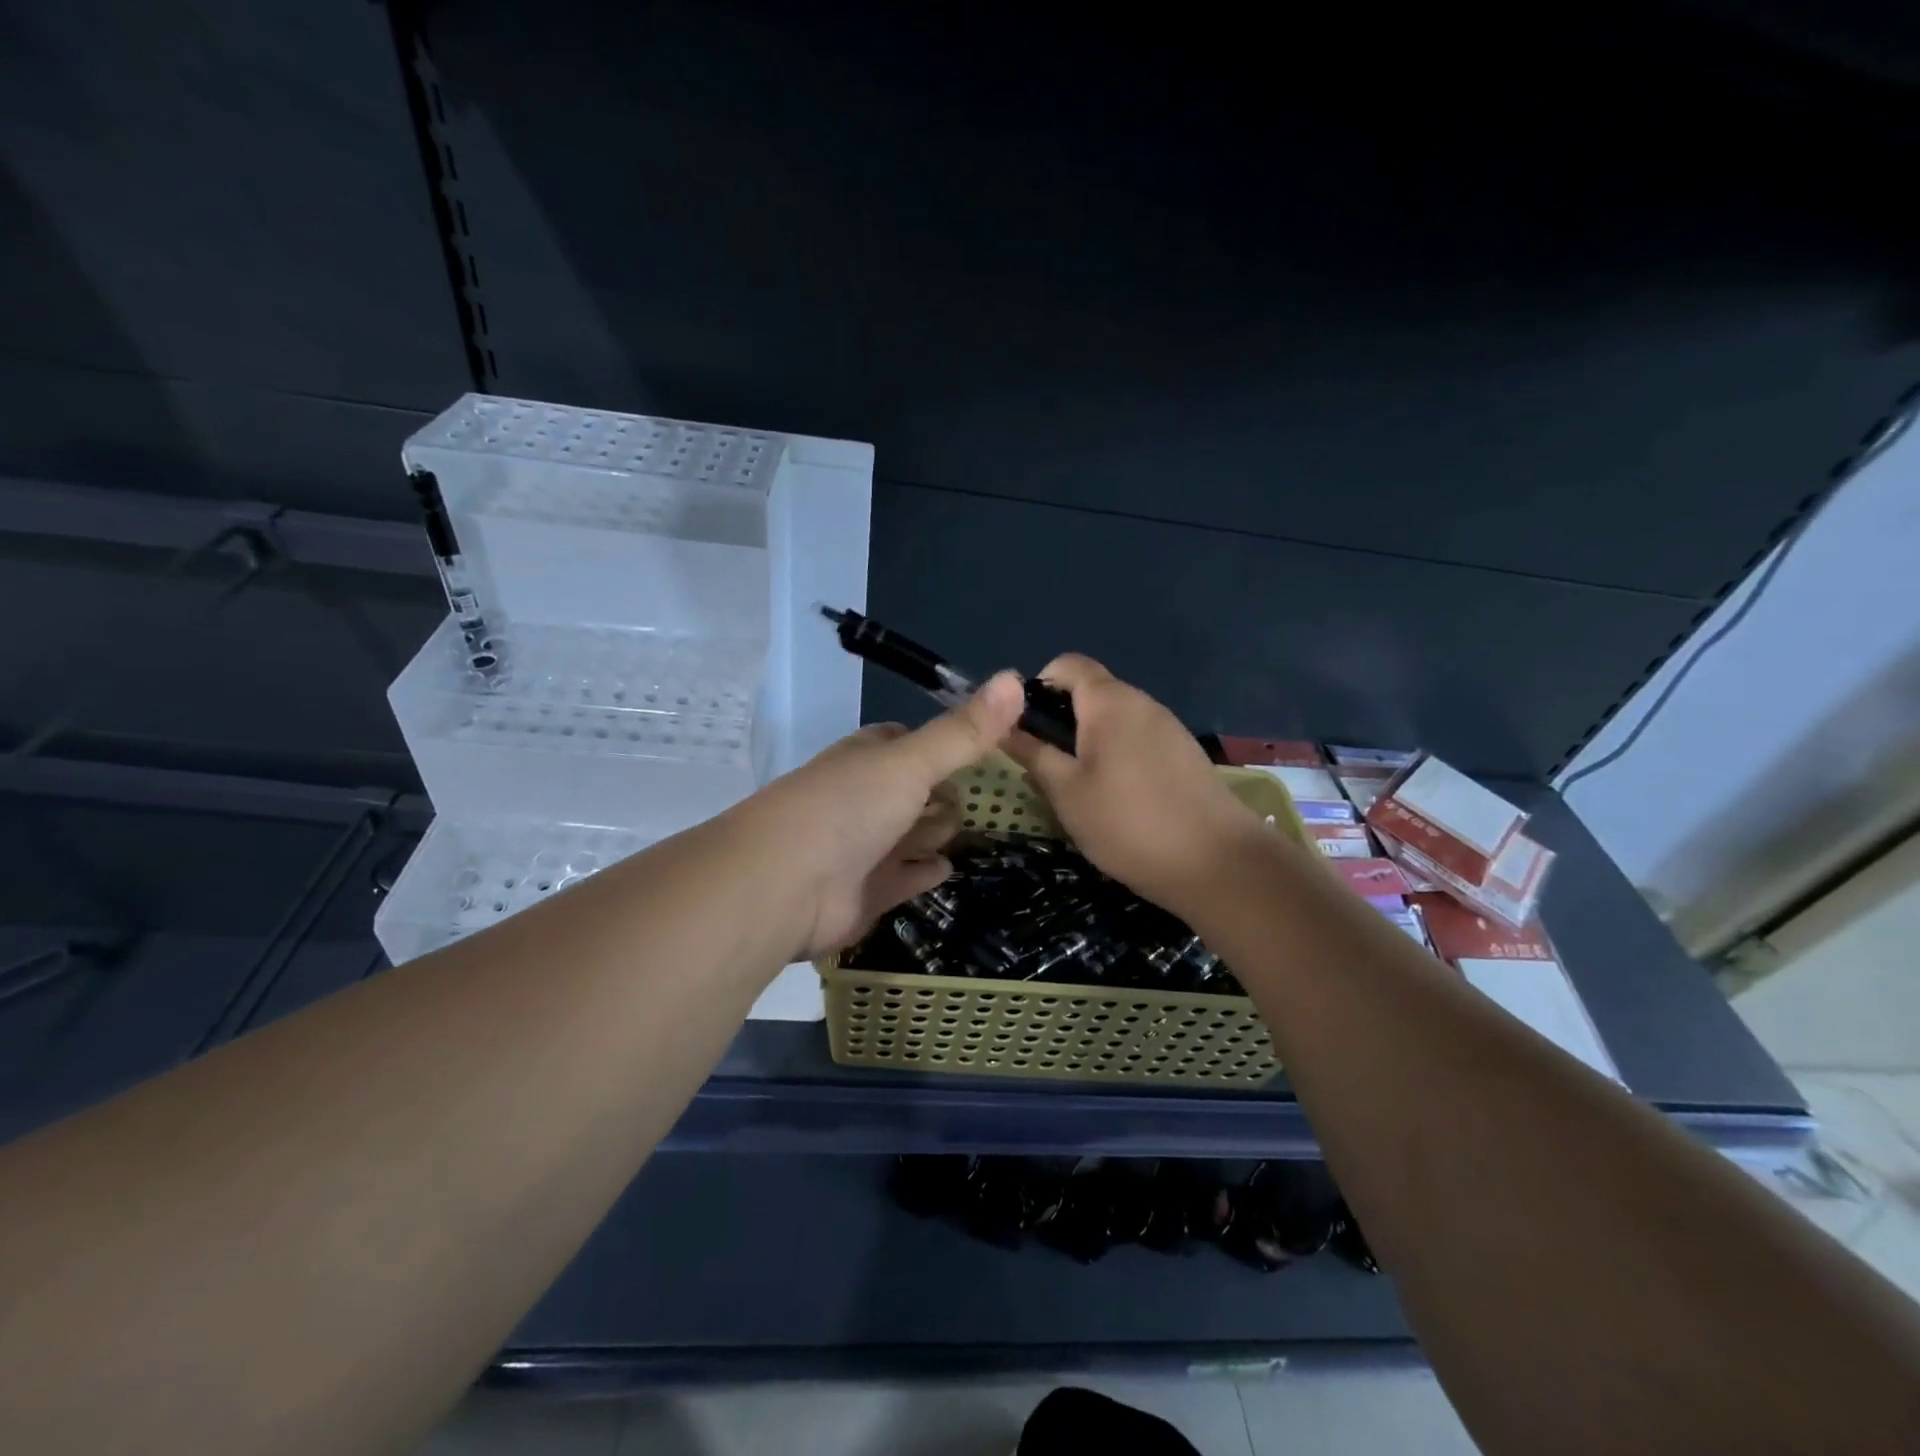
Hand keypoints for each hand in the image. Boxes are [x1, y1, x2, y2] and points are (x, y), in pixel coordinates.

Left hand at [741, 671, 1026, 958]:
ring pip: (911, 834)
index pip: (909, 741)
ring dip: (935, 831)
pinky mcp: (866, 893)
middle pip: (914, 791)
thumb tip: (1016, 677)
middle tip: (990, 796)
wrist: (783, 887)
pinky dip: (924, 872)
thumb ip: (964, 731)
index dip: (945, 742)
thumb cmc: (847, 809)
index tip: (988, 746)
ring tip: (972, 829)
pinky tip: (946, 867)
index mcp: (868, 758)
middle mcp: (864, 798)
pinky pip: (905, 878)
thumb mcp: (911, 762)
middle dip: (945, 792)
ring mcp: (863, 847)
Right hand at [1002, 654, 1262, 914]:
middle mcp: (1142, 702)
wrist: (1218, 864)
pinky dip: (1116, 756)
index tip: (1023, 726)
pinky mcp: (1184, 755)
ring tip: (1076, 787)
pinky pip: (1138, 740)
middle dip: (1061, 720)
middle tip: (1043, 764)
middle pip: (1091, 692)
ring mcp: (1168, 728)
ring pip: (1115, 720)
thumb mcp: (1067, 792)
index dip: (1038, 685)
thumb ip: (1033, 754)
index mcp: (1110, 701)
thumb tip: (1004, 728)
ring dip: (1088, 741)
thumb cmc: (1129, 823)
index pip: (1067, 664)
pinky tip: (1115, 799)